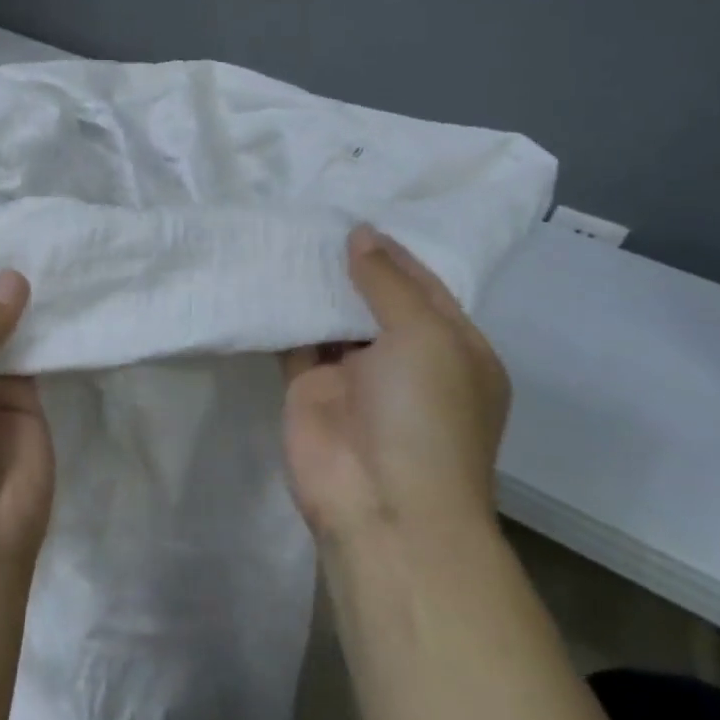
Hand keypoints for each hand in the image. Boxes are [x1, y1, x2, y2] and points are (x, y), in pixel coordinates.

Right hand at [281, 225, 508, 551]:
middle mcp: (406, 359)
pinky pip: (296, 341)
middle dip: (350, 265)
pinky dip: (283, 314)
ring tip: (287, 236)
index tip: (357, 216)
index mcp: (454, 349)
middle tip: (314, 216)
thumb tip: (360, 234)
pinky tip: (265, 277)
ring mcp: (354, 375)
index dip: (393, 253)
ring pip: (332, 318)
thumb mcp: (426, 337)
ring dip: (315, 287)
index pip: (424, 287)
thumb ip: (388, 283)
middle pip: (375, 299)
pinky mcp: (309, 387)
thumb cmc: (425, 415)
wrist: (381, 504)